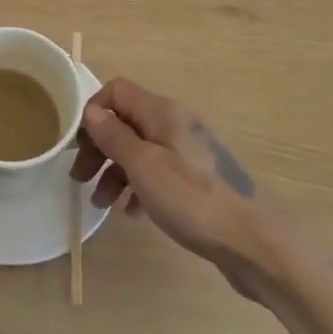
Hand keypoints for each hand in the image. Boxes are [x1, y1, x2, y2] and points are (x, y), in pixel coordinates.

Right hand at [71, 80, 273, 287]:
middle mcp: (175, 124)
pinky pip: (158, 171)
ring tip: (102, 203)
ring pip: (140, 149)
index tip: (78, 144)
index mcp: (163, 112)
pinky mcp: (197, 179)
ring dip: (115, 171)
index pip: (117, 90)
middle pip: (126, 121)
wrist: (253, 243)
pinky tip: (132, 212)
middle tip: (80, 177)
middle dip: (99, 146)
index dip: (93, 111)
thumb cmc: (193, 199)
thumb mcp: (144, 167)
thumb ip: (114, 136)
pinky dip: (139, 186)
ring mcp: (188, 151)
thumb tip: (91, 111)